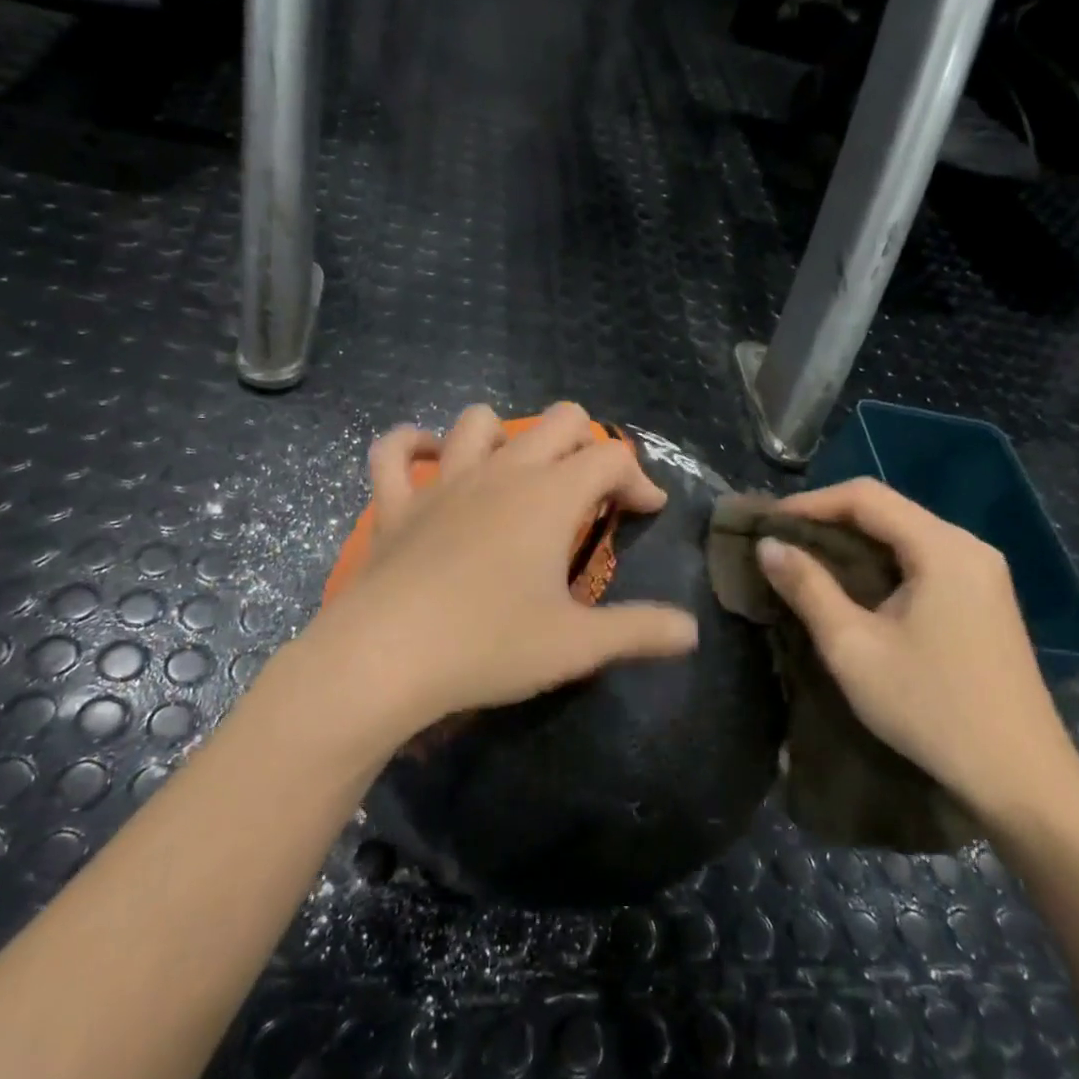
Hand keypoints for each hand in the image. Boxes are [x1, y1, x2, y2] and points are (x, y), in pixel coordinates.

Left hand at [308, 402, 698, 739]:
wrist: (387, 657)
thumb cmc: (489, 645)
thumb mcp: (577, 645)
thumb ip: (640, 631)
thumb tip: (691, 631)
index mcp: (550, 497)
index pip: (611, 457)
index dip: (638, 478)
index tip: (647, 513)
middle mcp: (501, 473)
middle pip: (557, 421)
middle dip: (586, 444)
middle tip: (591, 491)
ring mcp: (442, 482)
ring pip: (478, 421)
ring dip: (506, 436)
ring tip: (517, 474)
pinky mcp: (394, 503)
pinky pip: (393, 452)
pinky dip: (411, 445)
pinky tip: (427, 458)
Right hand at [753, 478, 1078, 824]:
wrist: (1020, 777)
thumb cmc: (930, 707)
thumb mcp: (853, 647)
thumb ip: (808, 588)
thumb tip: (768, 545)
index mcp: (943, 548)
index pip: (866, 497)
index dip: (810, 503)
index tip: (767, 525)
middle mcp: (969, 547)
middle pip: (888, 510)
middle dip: (828, 520)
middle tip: (779, 544)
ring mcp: (982, 573)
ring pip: (904, 535)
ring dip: (852, 543)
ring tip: (804, 563)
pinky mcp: (984, 599)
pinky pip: (922, 560)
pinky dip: (879, 563)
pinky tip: (852, 588)